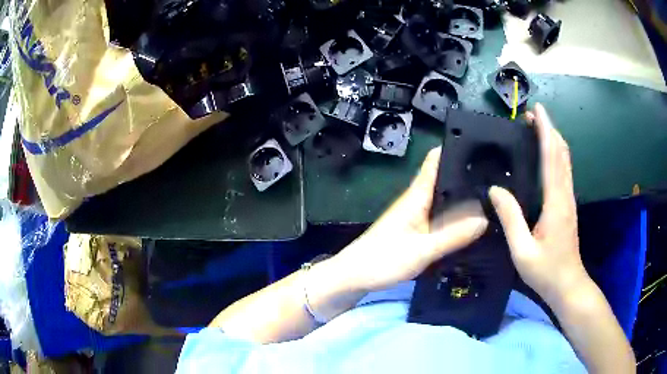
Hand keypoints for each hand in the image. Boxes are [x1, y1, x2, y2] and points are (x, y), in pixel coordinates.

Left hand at [333, 147, 488, 292]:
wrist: (355, 276)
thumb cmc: (383, 260)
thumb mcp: (423, 250)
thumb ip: (453, 236)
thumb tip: (485, 219)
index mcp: (417, 195)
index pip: (435, 161)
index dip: (455, 149)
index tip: (481, 145)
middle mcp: (417, 200)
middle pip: (444, 179)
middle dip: (467, 175)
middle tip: (496, 177)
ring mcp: (415, 215)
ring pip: (443, 198)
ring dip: (462, 196)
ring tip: (491, 197)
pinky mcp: (414, 230)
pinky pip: (440, 216)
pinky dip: (455, 215)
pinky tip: (470, 222)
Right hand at [489, 103, 587, 303]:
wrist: (568, 285)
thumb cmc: (546, 271)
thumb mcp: (522, 250)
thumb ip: (510, 218)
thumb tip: (495, 189)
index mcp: (555, 202)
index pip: (551, 157)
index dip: (545, 131)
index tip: (537, 110)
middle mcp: (565, 195)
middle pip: (561, 153)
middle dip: (549, 130)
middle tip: (532, 116)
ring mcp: (569, 200)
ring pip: (565, 161)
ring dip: (553, 140)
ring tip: (538, 129)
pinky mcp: (568, 205)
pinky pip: (563, 171)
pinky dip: (556, 155)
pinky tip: (547, 155)